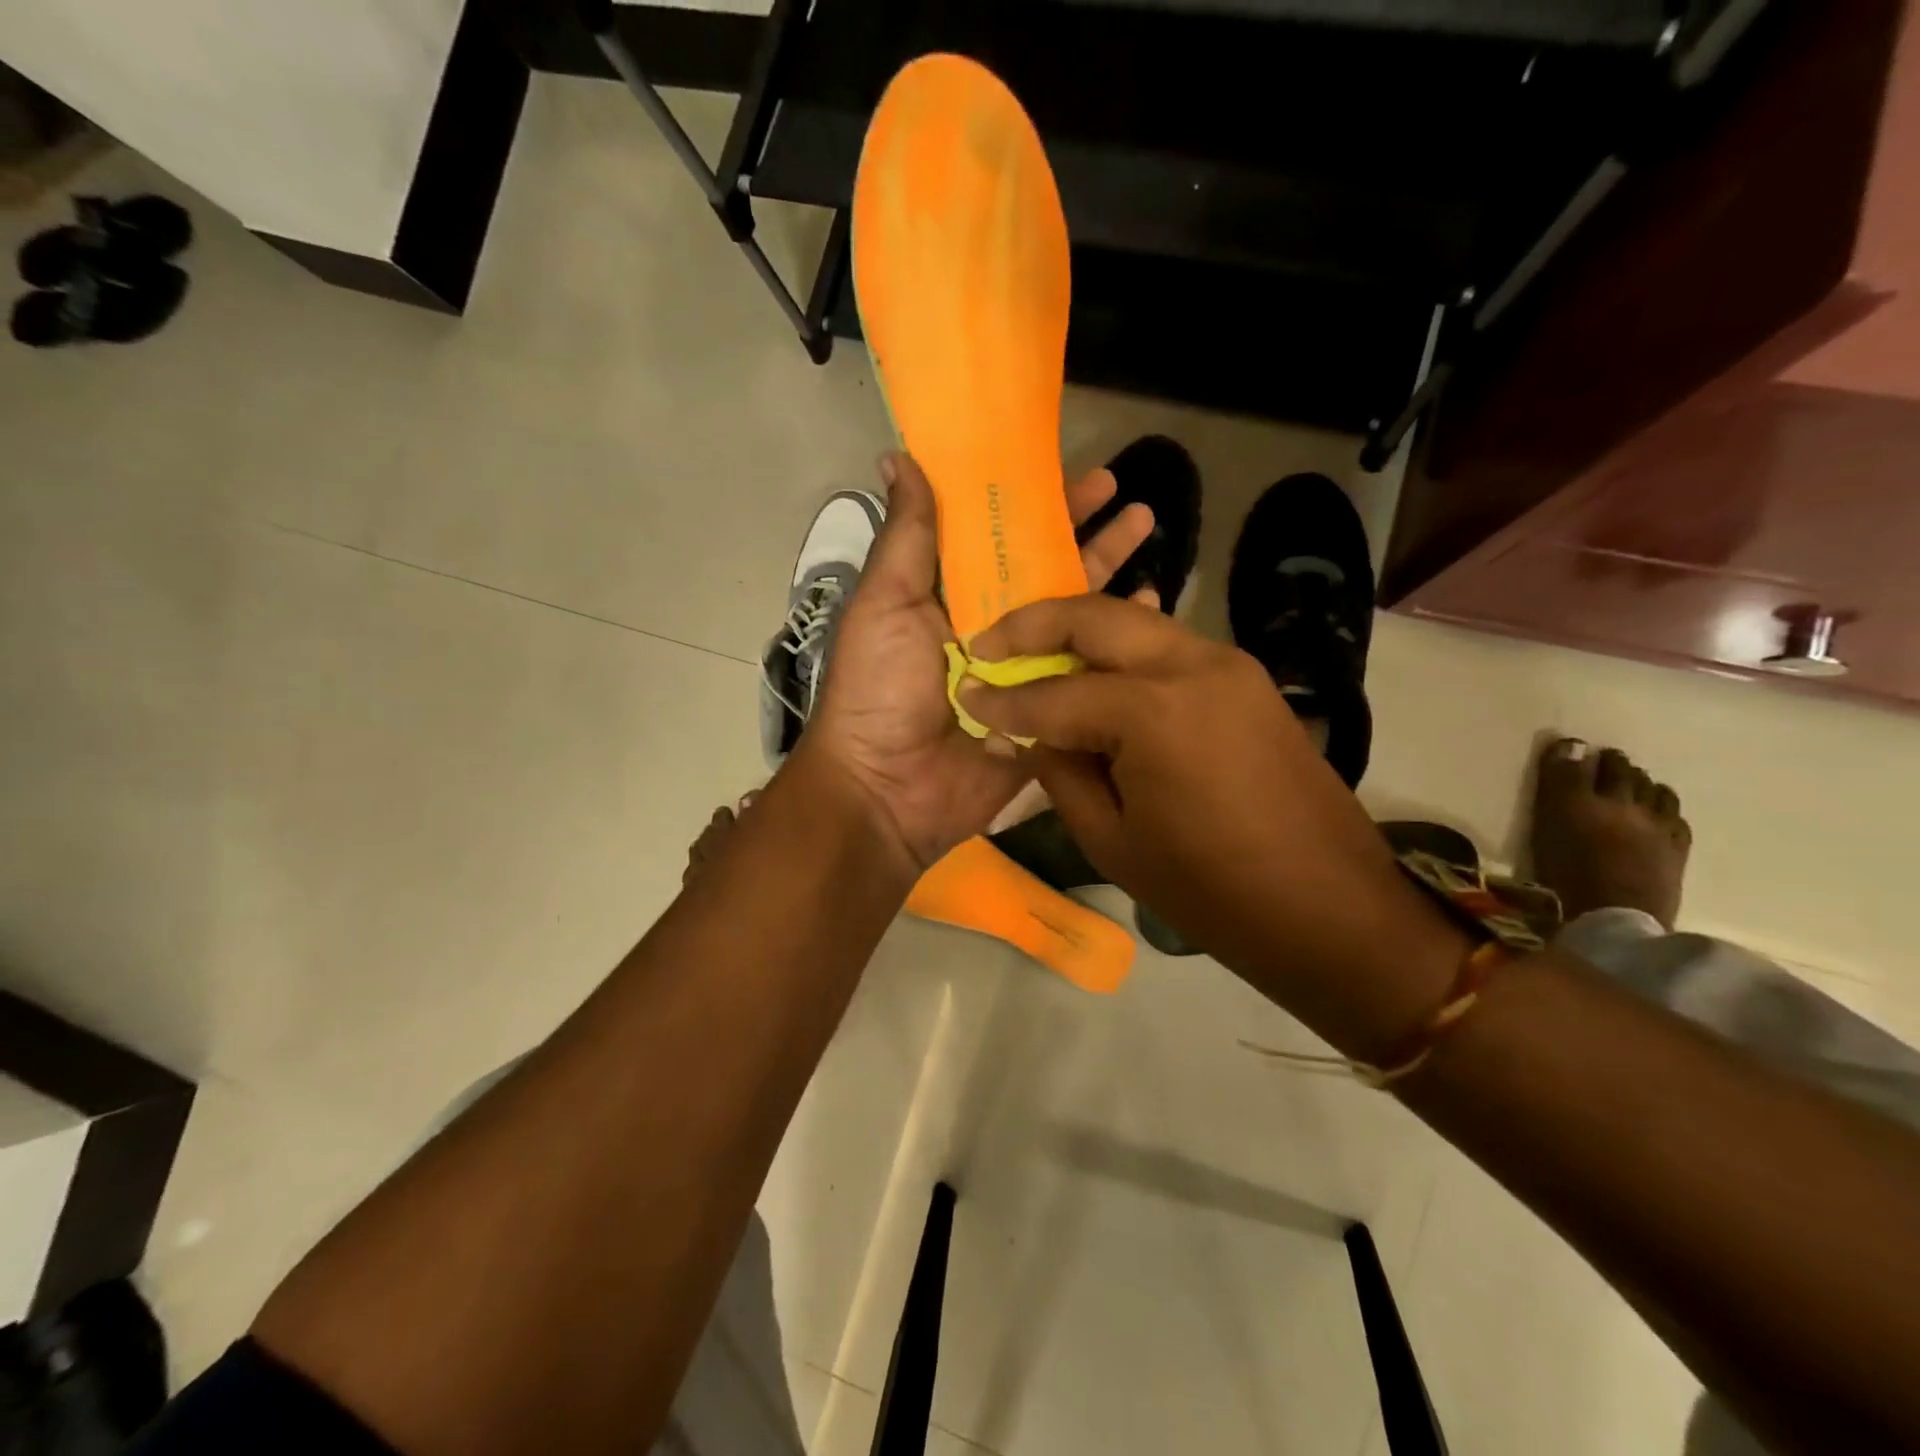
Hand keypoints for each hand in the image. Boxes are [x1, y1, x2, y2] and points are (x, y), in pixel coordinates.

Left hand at [800, 452, 1155, 871]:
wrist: (889, 791)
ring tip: (1150, 530)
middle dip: (1087, 532)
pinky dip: (1120, 643)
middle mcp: (993, 628)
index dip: (1037, 504)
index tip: (1076, 473)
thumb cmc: (880, 690)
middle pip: (1047, 571)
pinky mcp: (1050, 713)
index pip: (1001, 537)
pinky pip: (1090, 673)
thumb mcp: (885, 605)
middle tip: (1131, 496)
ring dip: (1111, 575)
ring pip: (1076, 617)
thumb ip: (906, 537)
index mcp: (951, 597)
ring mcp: (1026, 672)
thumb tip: (898, 456)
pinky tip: (1153, 609)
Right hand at [959, 594, 1464, 1058]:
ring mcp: (1228, 663)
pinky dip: (1123, 652)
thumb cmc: (1211, 892)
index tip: (966, 694)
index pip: (1054, 694)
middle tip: (989, 644)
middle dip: (1033, 624)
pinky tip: (1096, 674)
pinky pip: (1168, 648)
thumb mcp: (1112, 840)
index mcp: (1153, 712)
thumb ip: (1060, 770)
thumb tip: (1023, 730)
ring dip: (1080, 632)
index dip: (1003, 699)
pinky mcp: (1247, 678)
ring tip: (1035, 655)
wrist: (1330, 908)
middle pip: (1095, 616)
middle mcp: (1192, 665)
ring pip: (1135, 623)